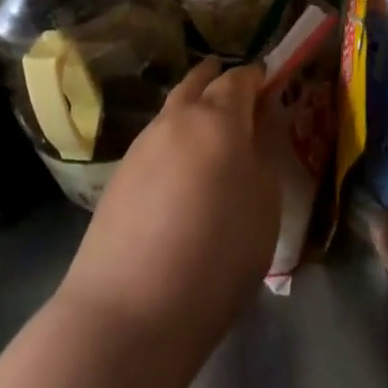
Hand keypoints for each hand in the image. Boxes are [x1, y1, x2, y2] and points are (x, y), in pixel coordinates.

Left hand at [59, 60, 279, 355]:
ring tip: (209, 130)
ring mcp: (141, 145)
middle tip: (236, 90)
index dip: (256, 76)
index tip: (269, 81)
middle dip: (218, 79)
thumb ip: (261, 159)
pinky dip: (173, 140)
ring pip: (172, 110)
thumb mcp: (265, 207)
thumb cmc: (215, 255)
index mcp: (217, 118)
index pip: (239, 79)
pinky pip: (155, 141)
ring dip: (192, 108)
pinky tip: (180, 168)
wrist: (128, 311)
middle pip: (198, 82)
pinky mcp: (118, 176)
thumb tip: (249, 139)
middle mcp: (176, 119)